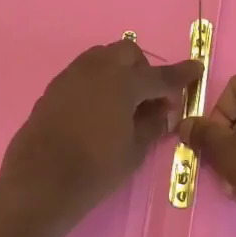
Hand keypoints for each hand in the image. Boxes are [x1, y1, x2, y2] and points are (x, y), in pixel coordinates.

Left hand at [0, 41, 203, 236]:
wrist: (39, 182)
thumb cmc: (95, 170)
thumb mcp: (134, 151)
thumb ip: (152, 124)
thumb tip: (163, 110)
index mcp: (122, 82)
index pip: (159, 76)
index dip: (181, 75)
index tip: (196, 68)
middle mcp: (96, 69)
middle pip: (127, 53)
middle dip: (143, 69)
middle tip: (150, 97)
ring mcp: (71, 75)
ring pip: (102, 57)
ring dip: (118, 70)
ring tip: (123, 102)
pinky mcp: (54, 87)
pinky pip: (83, 72)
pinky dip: (98, 81)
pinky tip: (98, 109)